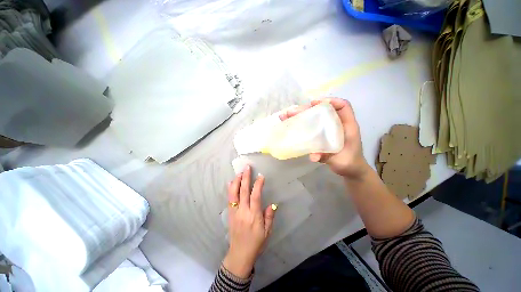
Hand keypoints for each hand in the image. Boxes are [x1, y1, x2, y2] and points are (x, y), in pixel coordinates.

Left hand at [223, 165, 275, 277]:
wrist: (239, 254)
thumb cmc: (256, 243)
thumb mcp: (267, 232)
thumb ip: (269, 217)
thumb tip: (272, 204)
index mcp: (254, 216)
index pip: (255, 196)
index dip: (258, 185)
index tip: (260, 176)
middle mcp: (243, 211)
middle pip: (243, 191)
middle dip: (245, 178)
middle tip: (247, 168)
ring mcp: (235, 212)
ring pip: (233, 194)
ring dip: (236, 181)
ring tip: (239, 173)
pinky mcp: (230, 214)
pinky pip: (229, 199)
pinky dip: (230, 189)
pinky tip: (231, 183)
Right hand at [280, 98, 369, 179]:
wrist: (350, 169)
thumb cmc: (348, 162)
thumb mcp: (339, 160)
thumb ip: (327, 157)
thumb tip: (312, 156)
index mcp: (347, 126)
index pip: (343, 106)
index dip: (330, 101)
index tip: (314, 103)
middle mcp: (338, 124)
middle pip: (323, 110)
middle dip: (307, 108)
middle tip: (292, 112)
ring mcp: (329, 129)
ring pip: (315, 117)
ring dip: (301, 114)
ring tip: (287, 115)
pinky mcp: (322, 134)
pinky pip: (312, 125)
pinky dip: (301, 123)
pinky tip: (291, 123)